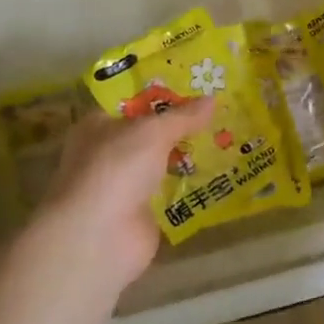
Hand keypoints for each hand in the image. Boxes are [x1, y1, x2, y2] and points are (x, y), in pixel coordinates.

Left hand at [39, 98, 214, 289]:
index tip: (195, 85)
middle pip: (148, 133)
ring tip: (225, 138)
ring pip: (160, 162)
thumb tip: (213, 98)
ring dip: (186, 155)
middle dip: (179, 125)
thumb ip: (183, 116)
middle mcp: (107, 153)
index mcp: (98, 125)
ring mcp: (123, 186)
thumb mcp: (153, 132)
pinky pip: (169, 191)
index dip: (161, 93)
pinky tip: (218, 173)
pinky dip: (188, 185)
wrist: (99, 238)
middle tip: (217, 111)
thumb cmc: (117, 168)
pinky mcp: (140, 214)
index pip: (132, 102)